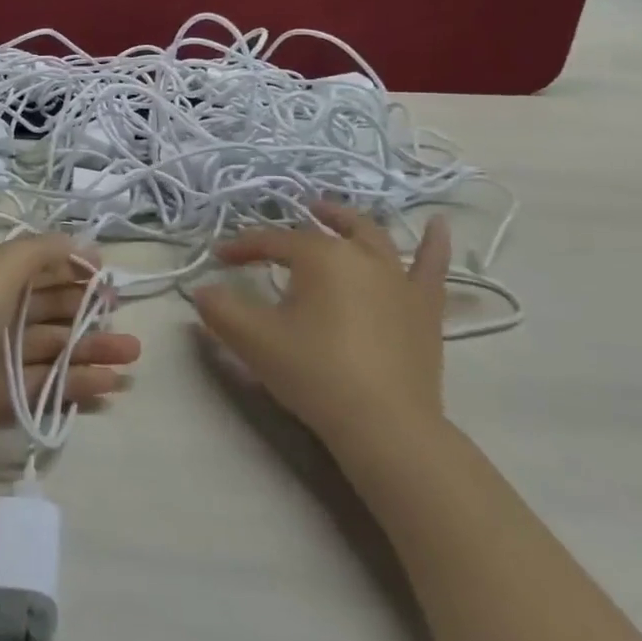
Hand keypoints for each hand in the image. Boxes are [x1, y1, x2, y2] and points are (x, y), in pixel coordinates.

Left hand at [0, 234, 140, 465]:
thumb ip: (40, 252)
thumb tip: (82, 243)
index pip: (39, 266)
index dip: (75, 270)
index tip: (111, 281)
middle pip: (49, 309)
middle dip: (90, 314)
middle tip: (129, 327)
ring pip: (50, 348)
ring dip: (90, 351)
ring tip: (131, 360)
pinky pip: (40, 386)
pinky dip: (73, 384)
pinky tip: (107, 387)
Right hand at [191, 203, 450, 457]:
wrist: (385, 425)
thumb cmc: (314, 373)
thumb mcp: (253, 340)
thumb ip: (219, 310)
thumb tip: (200, 291)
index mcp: (320, 257)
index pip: (272, 241)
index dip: (242, 247)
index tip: (219, 259)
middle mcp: (362, 256)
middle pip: (324, 231)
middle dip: (296, 225)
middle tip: (276, 231)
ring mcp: (400, 280)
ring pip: (374, 238)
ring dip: (349, 222)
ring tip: (332, 214)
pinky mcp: (425, 309)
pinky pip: (433, 268)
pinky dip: (435, 244)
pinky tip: (441, 225)